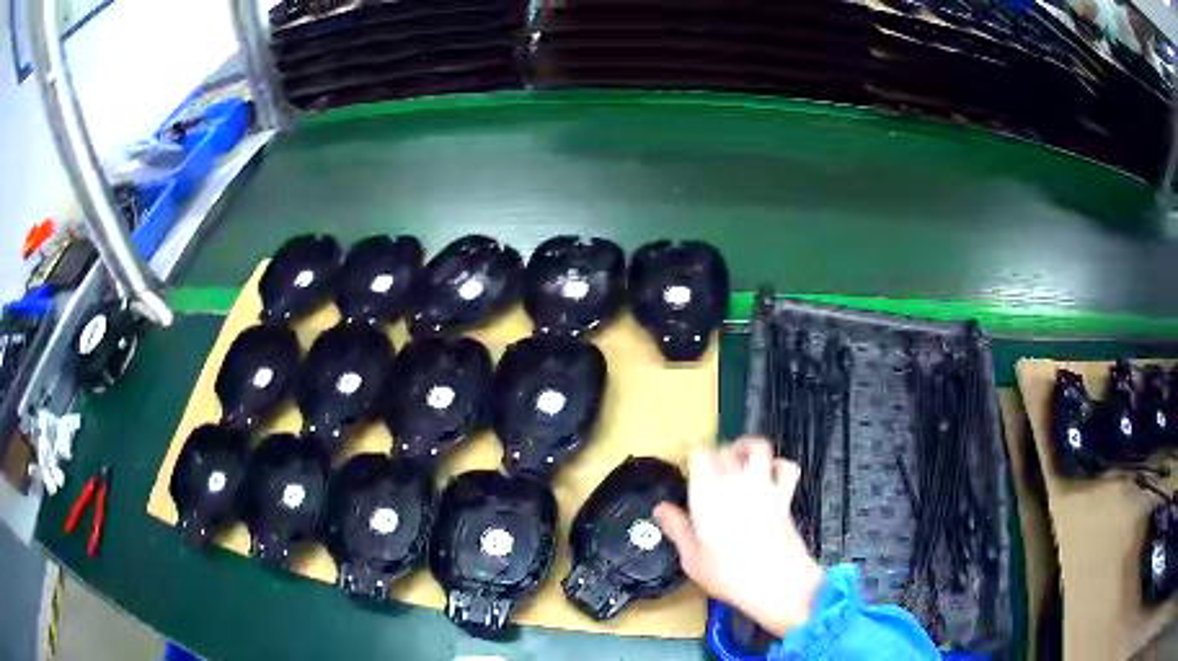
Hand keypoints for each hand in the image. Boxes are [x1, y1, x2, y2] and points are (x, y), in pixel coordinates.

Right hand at [654, 436, 823, 636]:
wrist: (777, 581)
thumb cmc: (728, 574)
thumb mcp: (692, 558)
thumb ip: (677, 528)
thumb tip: (661, 508)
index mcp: (708, 492)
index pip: (699, 452)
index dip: (691, 454)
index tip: (685, 466)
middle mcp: (736, 481)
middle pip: (724, 449)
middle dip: (714, 454)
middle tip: (706, 471)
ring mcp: (764, 486)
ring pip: (758, 447)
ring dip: (746, 448)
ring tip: (738, 460)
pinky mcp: (785, 496)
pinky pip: (786, 467)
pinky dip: (778, 465)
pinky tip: (769, 475)